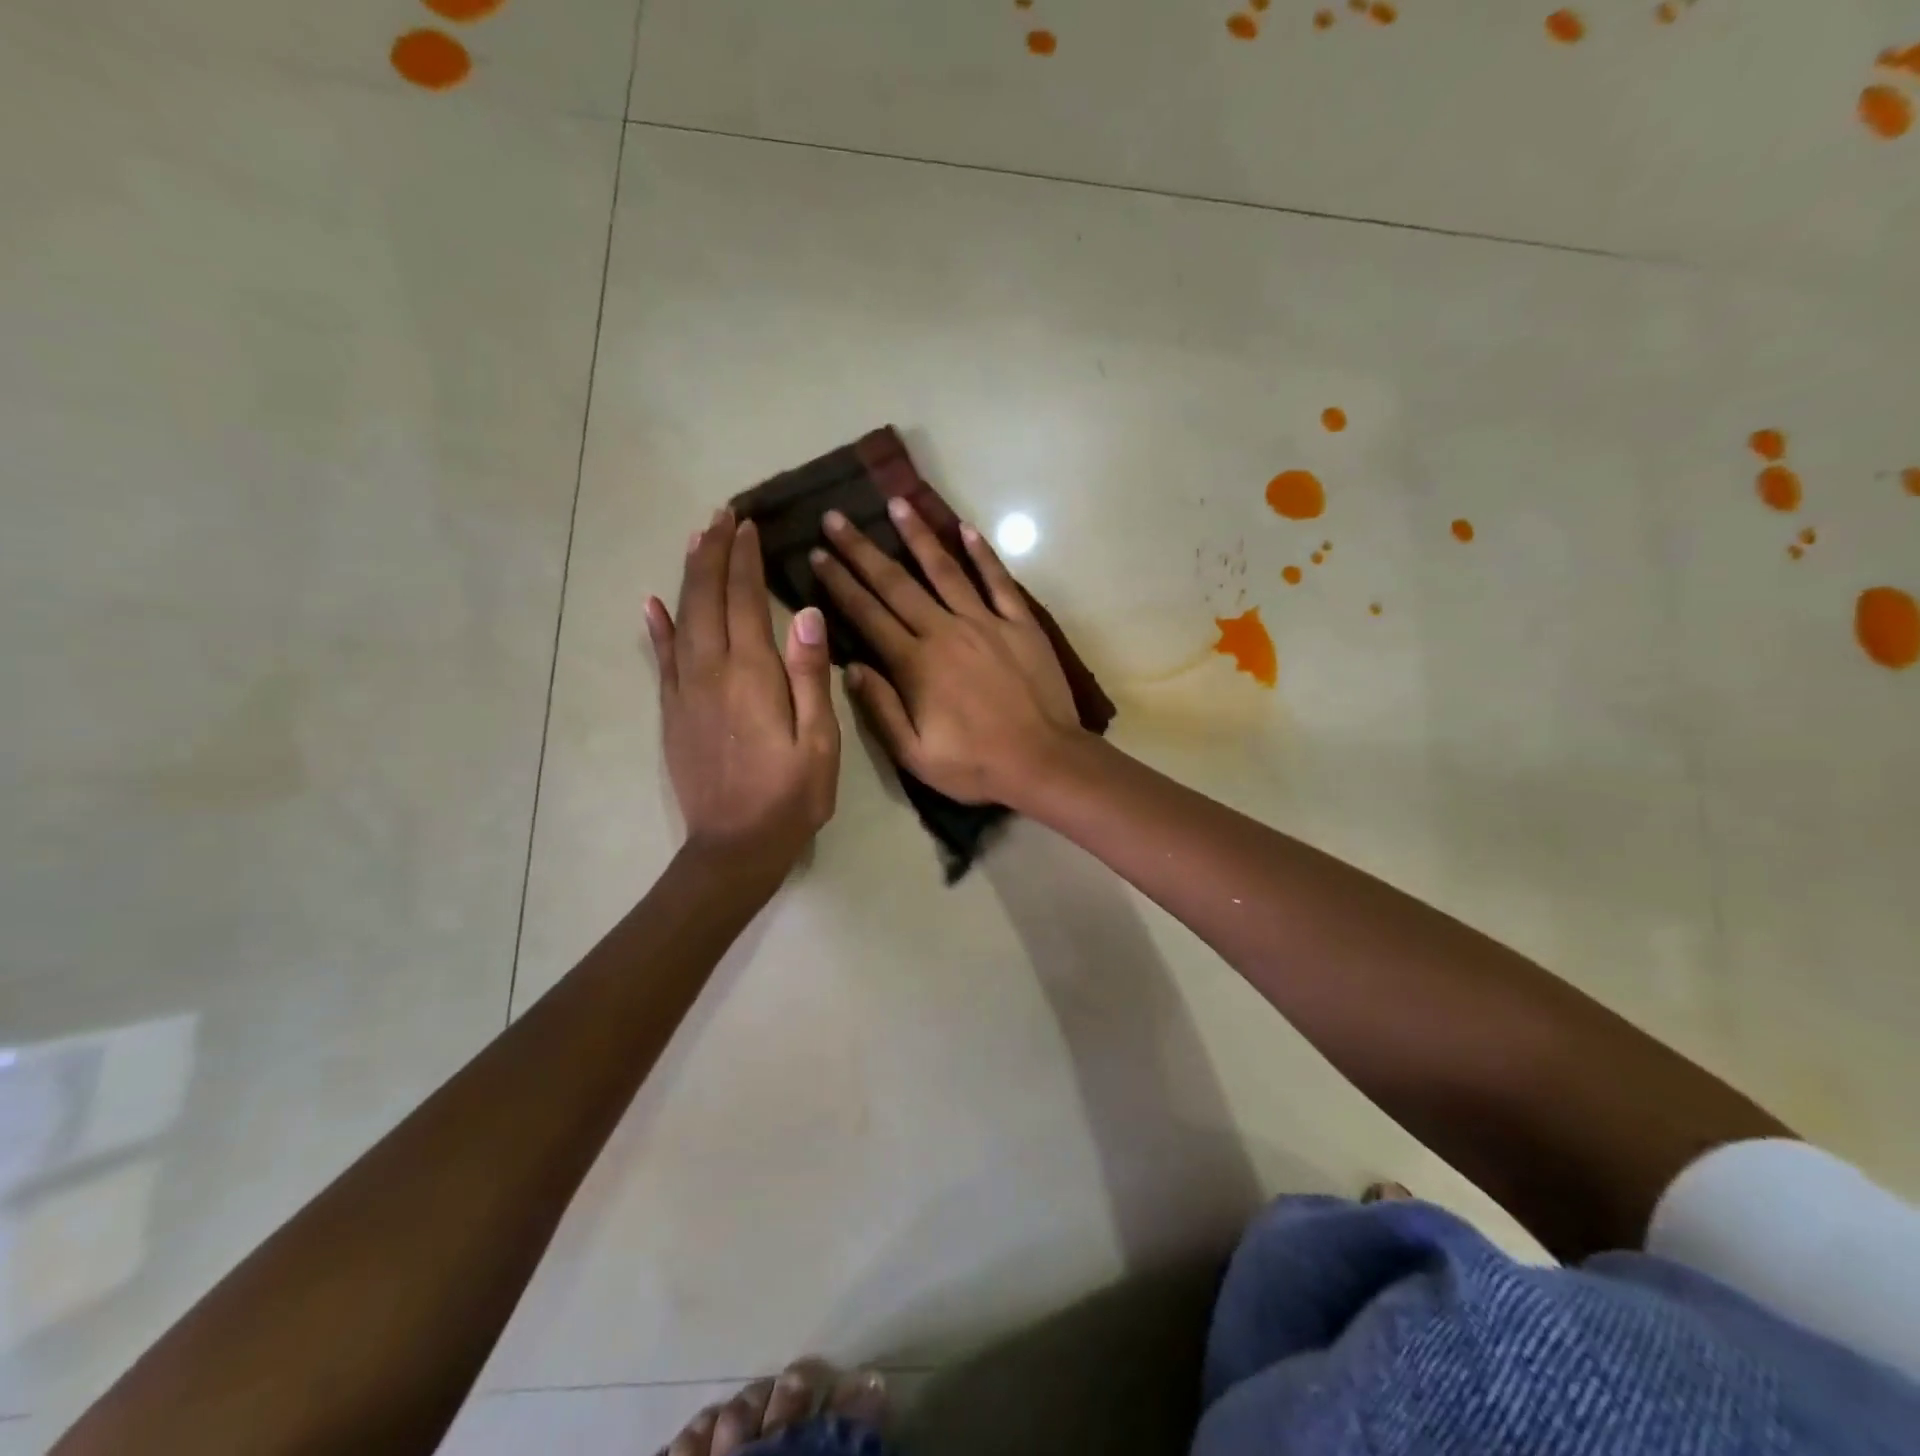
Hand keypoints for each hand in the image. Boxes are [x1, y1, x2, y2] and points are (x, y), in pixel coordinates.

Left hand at [646, 510, 839, 871]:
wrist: (734, 847)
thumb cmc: (790, 797)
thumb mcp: (819, 742)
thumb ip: (811, 677)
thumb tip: (808, 614)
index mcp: (752, 675)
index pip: (745, 600)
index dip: (745, 560)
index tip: (747, 525)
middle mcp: (711, 672)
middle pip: (708, 598)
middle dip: (713, 554)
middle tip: (722, 516)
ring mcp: (685, 691)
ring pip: (682, 619)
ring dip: (689, 577)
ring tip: (695, 540)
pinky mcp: (673, 712)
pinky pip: (661, 658)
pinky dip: (657, 626)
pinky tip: (651, 603)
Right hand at [810, 499, 1081, 805]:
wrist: (1044, 761)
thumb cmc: (976, 765)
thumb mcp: (914, 754)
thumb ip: (880, 709)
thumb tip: (850, 667)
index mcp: (915, 664)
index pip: (867, 614)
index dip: (839, 583)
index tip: (817, 554)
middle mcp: (945, 632)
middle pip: (896, 583)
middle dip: (862, 550)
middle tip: (836, 517)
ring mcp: (985, 623)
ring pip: (944, 570)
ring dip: (918, 535)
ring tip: (896, 503)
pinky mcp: (1019, 624)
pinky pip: (998, 581)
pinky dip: (982, 554)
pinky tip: (965, 529)